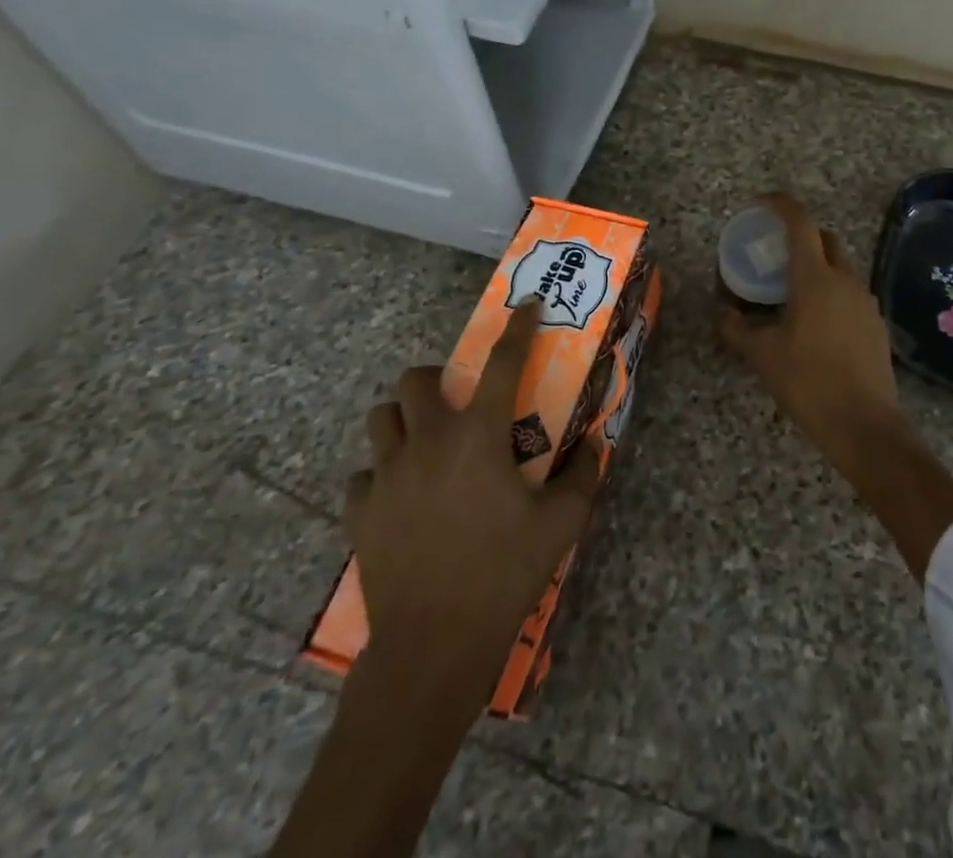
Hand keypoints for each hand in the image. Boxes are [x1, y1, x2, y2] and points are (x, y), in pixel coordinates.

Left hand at [344, 298, 598, 713]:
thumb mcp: (561, 523)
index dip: (517, 328)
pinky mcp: (361, 513)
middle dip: (437, 379)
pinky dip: (382, 475)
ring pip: (381, 419)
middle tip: (459, 402)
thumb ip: (581, 475)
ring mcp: (387, 476)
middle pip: (416, 380)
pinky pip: (363, 476)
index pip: (502, 363)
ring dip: (404, 419)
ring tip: (426, 442)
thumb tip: (592, 444)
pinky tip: (401, 496)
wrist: (432, 647)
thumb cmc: (503, 574)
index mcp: (478, 436)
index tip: (525, 306)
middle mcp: (428, 442)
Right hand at [716, 194, 952, 580]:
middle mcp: (845, 280)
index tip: (762, 202)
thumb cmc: (808, 383)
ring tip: (792, 290)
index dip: (781, 205)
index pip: (800, 223)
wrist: (865, 426)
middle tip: (776, 251)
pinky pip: (851, 292)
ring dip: (818, 265)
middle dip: (802, 235)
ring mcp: (866, 301)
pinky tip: (816, 321)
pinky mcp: (876, 323)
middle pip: (825, 239)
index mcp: (815, 278)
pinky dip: (832, 291)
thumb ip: (737, 328)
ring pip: (841, 266)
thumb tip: (722, 312)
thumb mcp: (762, 356)